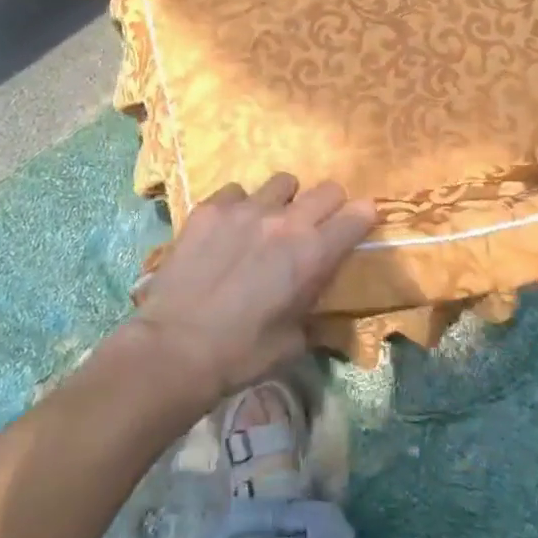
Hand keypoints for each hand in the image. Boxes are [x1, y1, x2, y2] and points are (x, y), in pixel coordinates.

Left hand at [130, 174, 376, 405]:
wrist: (176, 347)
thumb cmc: (242, 354)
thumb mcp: (294, 342)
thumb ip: (312, 312)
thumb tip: (315, 304)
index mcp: (313, 253)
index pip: (358, 215)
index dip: (362, 219)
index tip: (357, 227)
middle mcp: (285, 221)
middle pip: (327, 189)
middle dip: (329, 205)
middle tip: (315, 226)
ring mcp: (245, 208)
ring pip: (282, 182)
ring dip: (283, 201)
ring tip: (267, 223)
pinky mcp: (210, 208)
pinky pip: (236, 192)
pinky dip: (239, 206)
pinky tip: (226, 230)